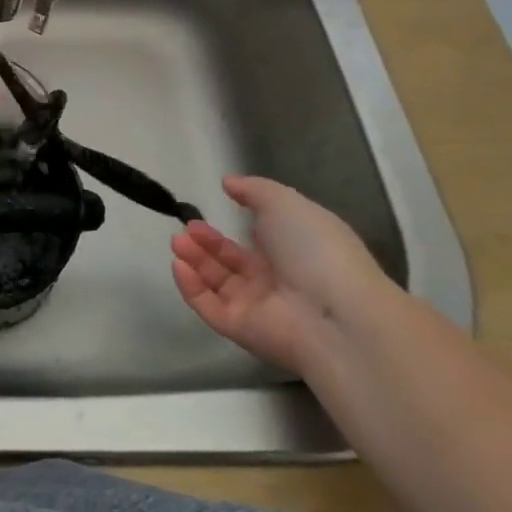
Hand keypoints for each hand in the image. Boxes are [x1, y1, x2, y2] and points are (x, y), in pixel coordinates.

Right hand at [170, 175, 394, 374]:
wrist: (334, 314)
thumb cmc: (315, 250)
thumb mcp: (286, 203)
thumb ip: (254, 190)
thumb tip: (228, 183)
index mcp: (292, 252)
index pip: (255, 242)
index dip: (231, 228)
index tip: (205, 212)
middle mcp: (275, 280)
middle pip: (230, 262)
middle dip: (205, 243)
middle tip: (185, 229)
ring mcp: (257, 307)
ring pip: (216, 282)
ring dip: (194, 260)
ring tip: (177, 241)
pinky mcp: (240, 329)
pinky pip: (209, 307)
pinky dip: (190, 287)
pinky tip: (178, 265)